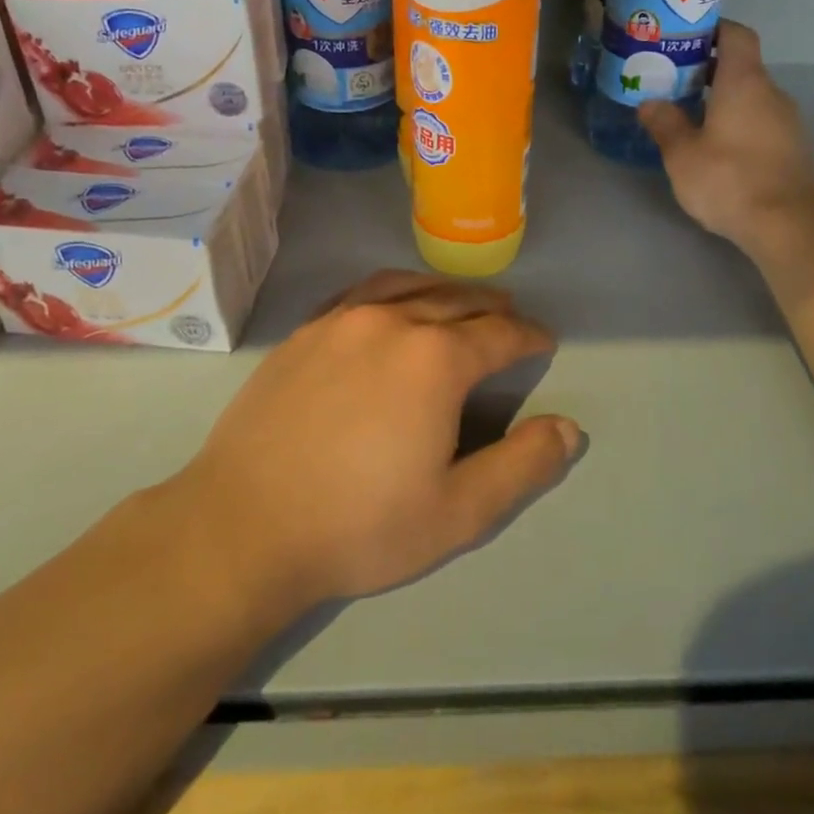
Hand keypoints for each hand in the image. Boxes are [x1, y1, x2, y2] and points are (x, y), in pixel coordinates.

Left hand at [174, 272, 582, 611]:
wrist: (243, 525)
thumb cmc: (358, 525)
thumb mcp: (458, 512)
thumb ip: (522, 466)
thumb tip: (570, 429)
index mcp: (436, 359)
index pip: (500, 333)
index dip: (529, 336)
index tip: (544, 341)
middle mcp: (392, 322)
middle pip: (457, 301)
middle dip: (493, 309)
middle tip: (510, 319)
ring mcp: (341, 320)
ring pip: (409, 287)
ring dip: (445, 292)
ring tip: (461, 303)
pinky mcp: (305, 331)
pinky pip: (361, 292)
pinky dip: (393, 290)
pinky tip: (393, 304)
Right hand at [639, 20, 813, 253]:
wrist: (789, 225)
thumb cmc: (729, 179)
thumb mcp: (682, 154)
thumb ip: (665, 123)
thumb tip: (650, 103)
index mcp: (744, 81)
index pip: (736, 34)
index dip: (712, 30)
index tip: (684, 39)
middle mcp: (771, 93)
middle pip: (742, 67)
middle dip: (709, 71)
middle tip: (674, 83)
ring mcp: (788, 121)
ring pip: (751, 98)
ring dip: (724, 101)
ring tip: (690, 119)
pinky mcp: (793, 149)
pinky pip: (761, 123)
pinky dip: (739, 125)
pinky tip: (717, 150)